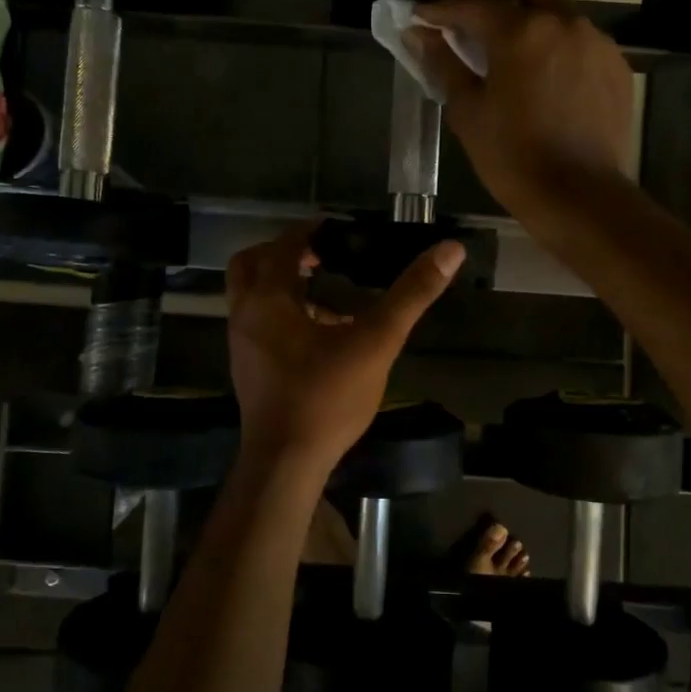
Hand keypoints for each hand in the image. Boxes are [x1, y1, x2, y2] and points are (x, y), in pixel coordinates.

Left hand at [226, 222, 463, 469]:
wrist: (286, 461)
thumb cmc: (327, 397)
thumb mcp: (376, 341)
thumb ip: (411, 294)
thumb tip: (449, 249)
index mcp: (269, 298)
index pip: (285, 246)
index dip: (312, 232)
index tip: (339, 230)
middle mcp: (244, 314)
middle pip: (252, 264)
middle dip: (285, 253)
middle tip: (323, 256)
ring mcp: (240, 344)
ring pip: (251, 296)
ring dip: (283, 285)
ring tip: (326, 294)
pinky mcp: (246, 369)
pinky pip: (258, 324)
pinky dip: (281, 314)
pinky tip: (320, 336)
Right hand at [412, 0, 633, 236]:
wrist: (579, 197)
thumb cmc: (513, 159)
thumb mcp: (468, 113)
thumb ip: (444, 64)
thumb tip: (419, 34)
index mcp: (520, 31)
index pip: (472, 3)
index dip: (440, 8)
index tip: (421, 17)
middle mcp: (562, 21)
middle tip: (478, 21)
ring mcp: (595, 40)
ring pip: (556, 5)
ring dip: (529, 19)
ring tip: (514, 62)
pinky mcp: (615, 64)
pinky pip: (579, 38)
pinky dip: (556, 47)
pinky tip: (546, 85)